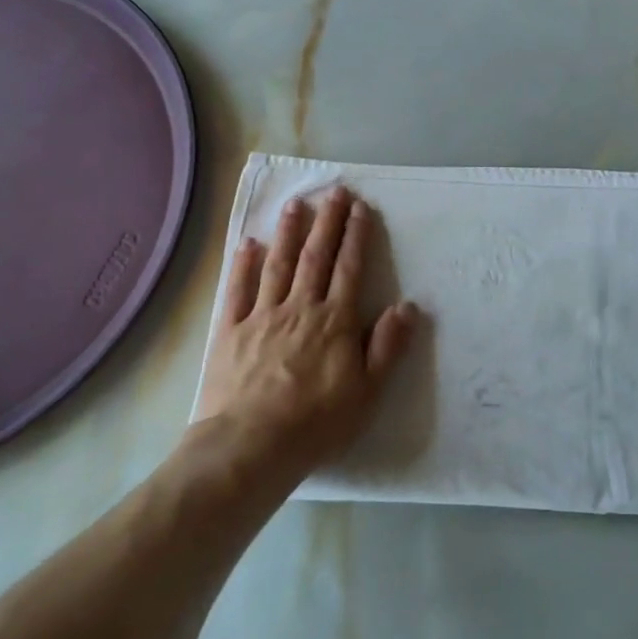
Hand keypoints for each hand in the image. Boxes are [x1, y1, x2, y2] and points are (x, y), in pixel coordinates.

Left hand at [194, 187, 417, 480]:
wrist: (250, 446)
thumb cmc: (316, 423)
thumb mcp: (367, 392)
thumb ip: (387, 346)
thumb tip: (407, 306)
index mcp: (334, 321)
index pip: (349, 268)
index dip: (356, 236)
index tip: (360, 208)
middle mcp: (299, 308)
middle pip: (316, 257)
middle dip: (327, 222)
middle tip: (334, 192)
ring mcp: (262, 316)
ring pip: (278, 264)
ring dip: (288, 233)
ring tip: (296, 204)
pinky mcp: (230, 331)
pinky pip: (238, 290)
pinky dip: (243, 265)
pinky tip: (248, 244)